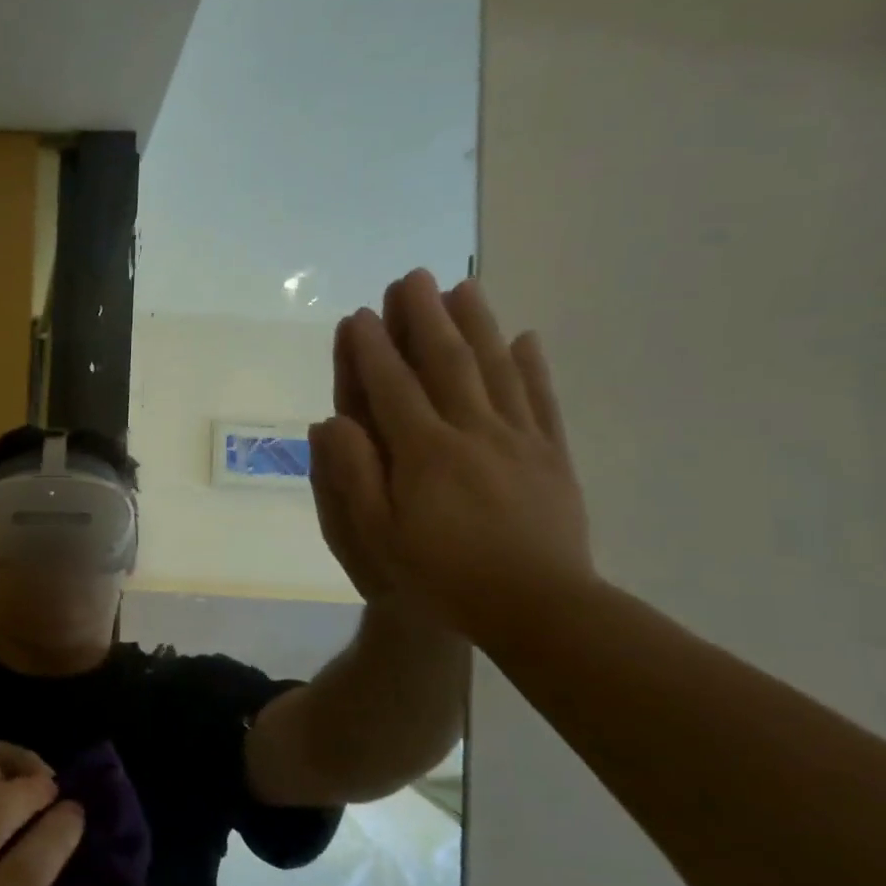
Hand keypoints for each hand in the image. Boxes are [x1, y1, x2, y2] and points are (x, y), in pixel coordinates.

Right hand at [308, 269, 594, 647]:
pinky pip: (542, 400)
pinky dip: (532, 366)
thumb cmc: (442, 574)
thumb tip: (333, 421)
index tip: (360, 315)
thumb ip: (354, 474)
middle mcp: (472, 431)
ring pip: (495, 369)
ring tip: (464, 288)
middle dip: (425, 317)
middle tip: (413, 277)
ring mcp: (518, 439)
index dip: (372, 349)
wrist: (537, 607)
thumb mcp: (377, 534)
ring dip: (477, 324)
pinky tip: (525, 339)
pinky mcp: (552, 455)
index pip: (392, 387)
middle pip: (446, 362)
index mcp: (424, 451)